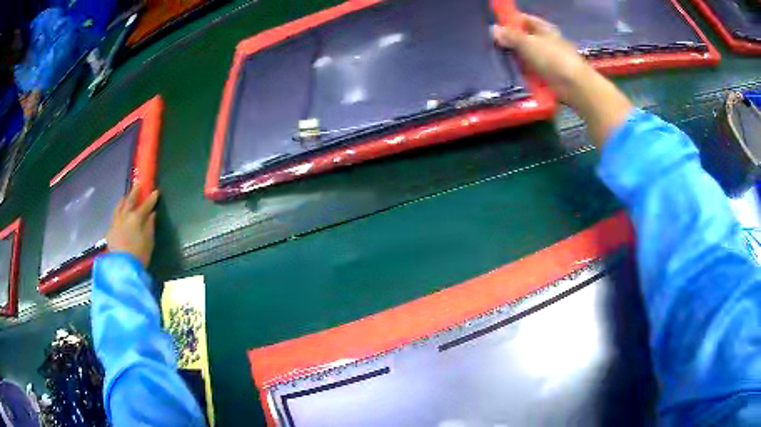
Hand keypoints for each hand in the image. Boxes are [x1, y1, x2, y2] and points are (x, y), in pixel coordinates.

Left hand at [106, 185, 158, 266]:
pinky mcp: (110, 230)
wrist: (121, 267)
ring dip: (124, 199)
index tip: (156, 191)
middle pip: (130, 200)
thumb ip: (150, 226)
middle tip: (139, 184)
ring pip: (120, 206)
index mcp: (137, 218)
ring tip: (126, 196)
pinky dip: (118, 210)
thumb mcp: (149, 242)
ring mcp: (116, 222)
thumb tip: (152, 215)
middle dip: (135, 192)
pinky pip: (115, 215)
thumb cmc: (139, 255)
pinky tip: (119, 211)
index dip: (151, 198)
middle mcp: (125, 216)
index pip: (146, 205)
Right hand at [492, 15, 591, 105]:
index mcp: (545, 29)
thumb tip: (493, 29)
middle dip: (512, 43)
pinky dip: (525, 74)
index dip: (511, 22)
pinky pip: (533, 72)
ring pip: (529, 56)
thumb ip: (510, 36)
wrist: (575, 87)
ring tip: (502, 63)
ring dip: (518, 60)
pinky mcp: (551, 76)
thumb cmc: (553, 59)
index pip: (524, 19)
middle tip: (496, 47)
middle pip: (526, 38)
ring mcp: (550, 59)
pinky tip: (515, 77)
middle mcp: (548, 41)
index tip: (497, 29)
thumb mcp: (528, 43)